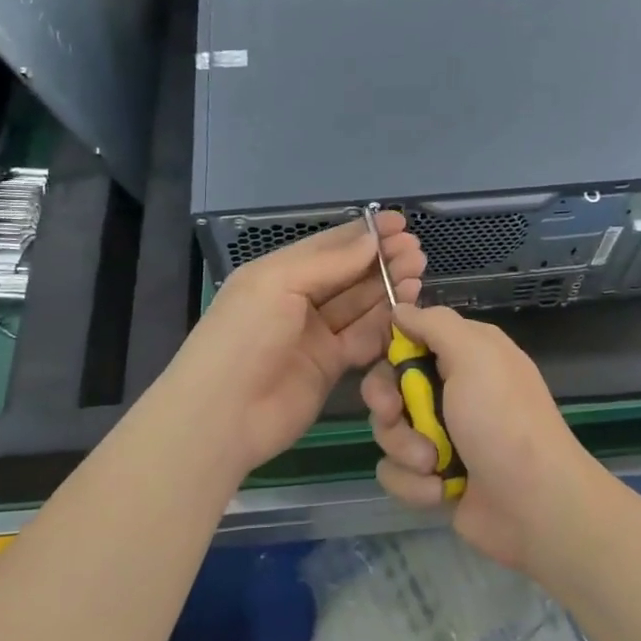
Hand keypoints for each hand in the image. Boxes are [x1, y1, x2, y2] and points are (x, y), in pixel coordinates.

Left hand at [157, 212, 423, 479]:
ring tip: (418, 274)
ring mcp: (315, 334)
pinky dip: (385, 324)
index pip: (329, 245)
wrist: (222, 416)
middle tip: (417, 251)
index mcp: (279, 272)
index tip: (401, 223)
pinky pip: (363, 338)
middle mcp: (298, 299)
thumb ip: (329, 262)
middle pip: (349, 273)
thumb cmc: (244, 336)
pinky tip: (407, 309)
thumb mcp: (279, 284)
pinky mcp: (329, 366)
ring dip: (388, 288)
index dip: (365, 233)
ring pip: (360, 304)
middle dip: (382, 259)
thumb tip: (371, 238)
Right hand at [364, 303, 598, 571]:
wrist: (535, 505)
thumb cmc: (503, 420)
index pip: (410, 339)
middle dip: (388, 405)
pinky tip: (441, 490)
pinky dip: (413, 483)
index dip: (390, 352)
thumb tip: (401, 308)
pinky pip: (396, 472)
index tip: (386, 364)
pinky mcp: (434, 476)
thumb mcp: (475, 355)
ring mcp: (442, 435)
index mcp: (465, 355)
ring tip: (433, 463)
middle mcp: (452, 390)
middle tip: (395, 415)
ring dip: (405, 449)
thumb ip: (435, 325)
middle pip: (390, 386)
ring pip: (388, 431)